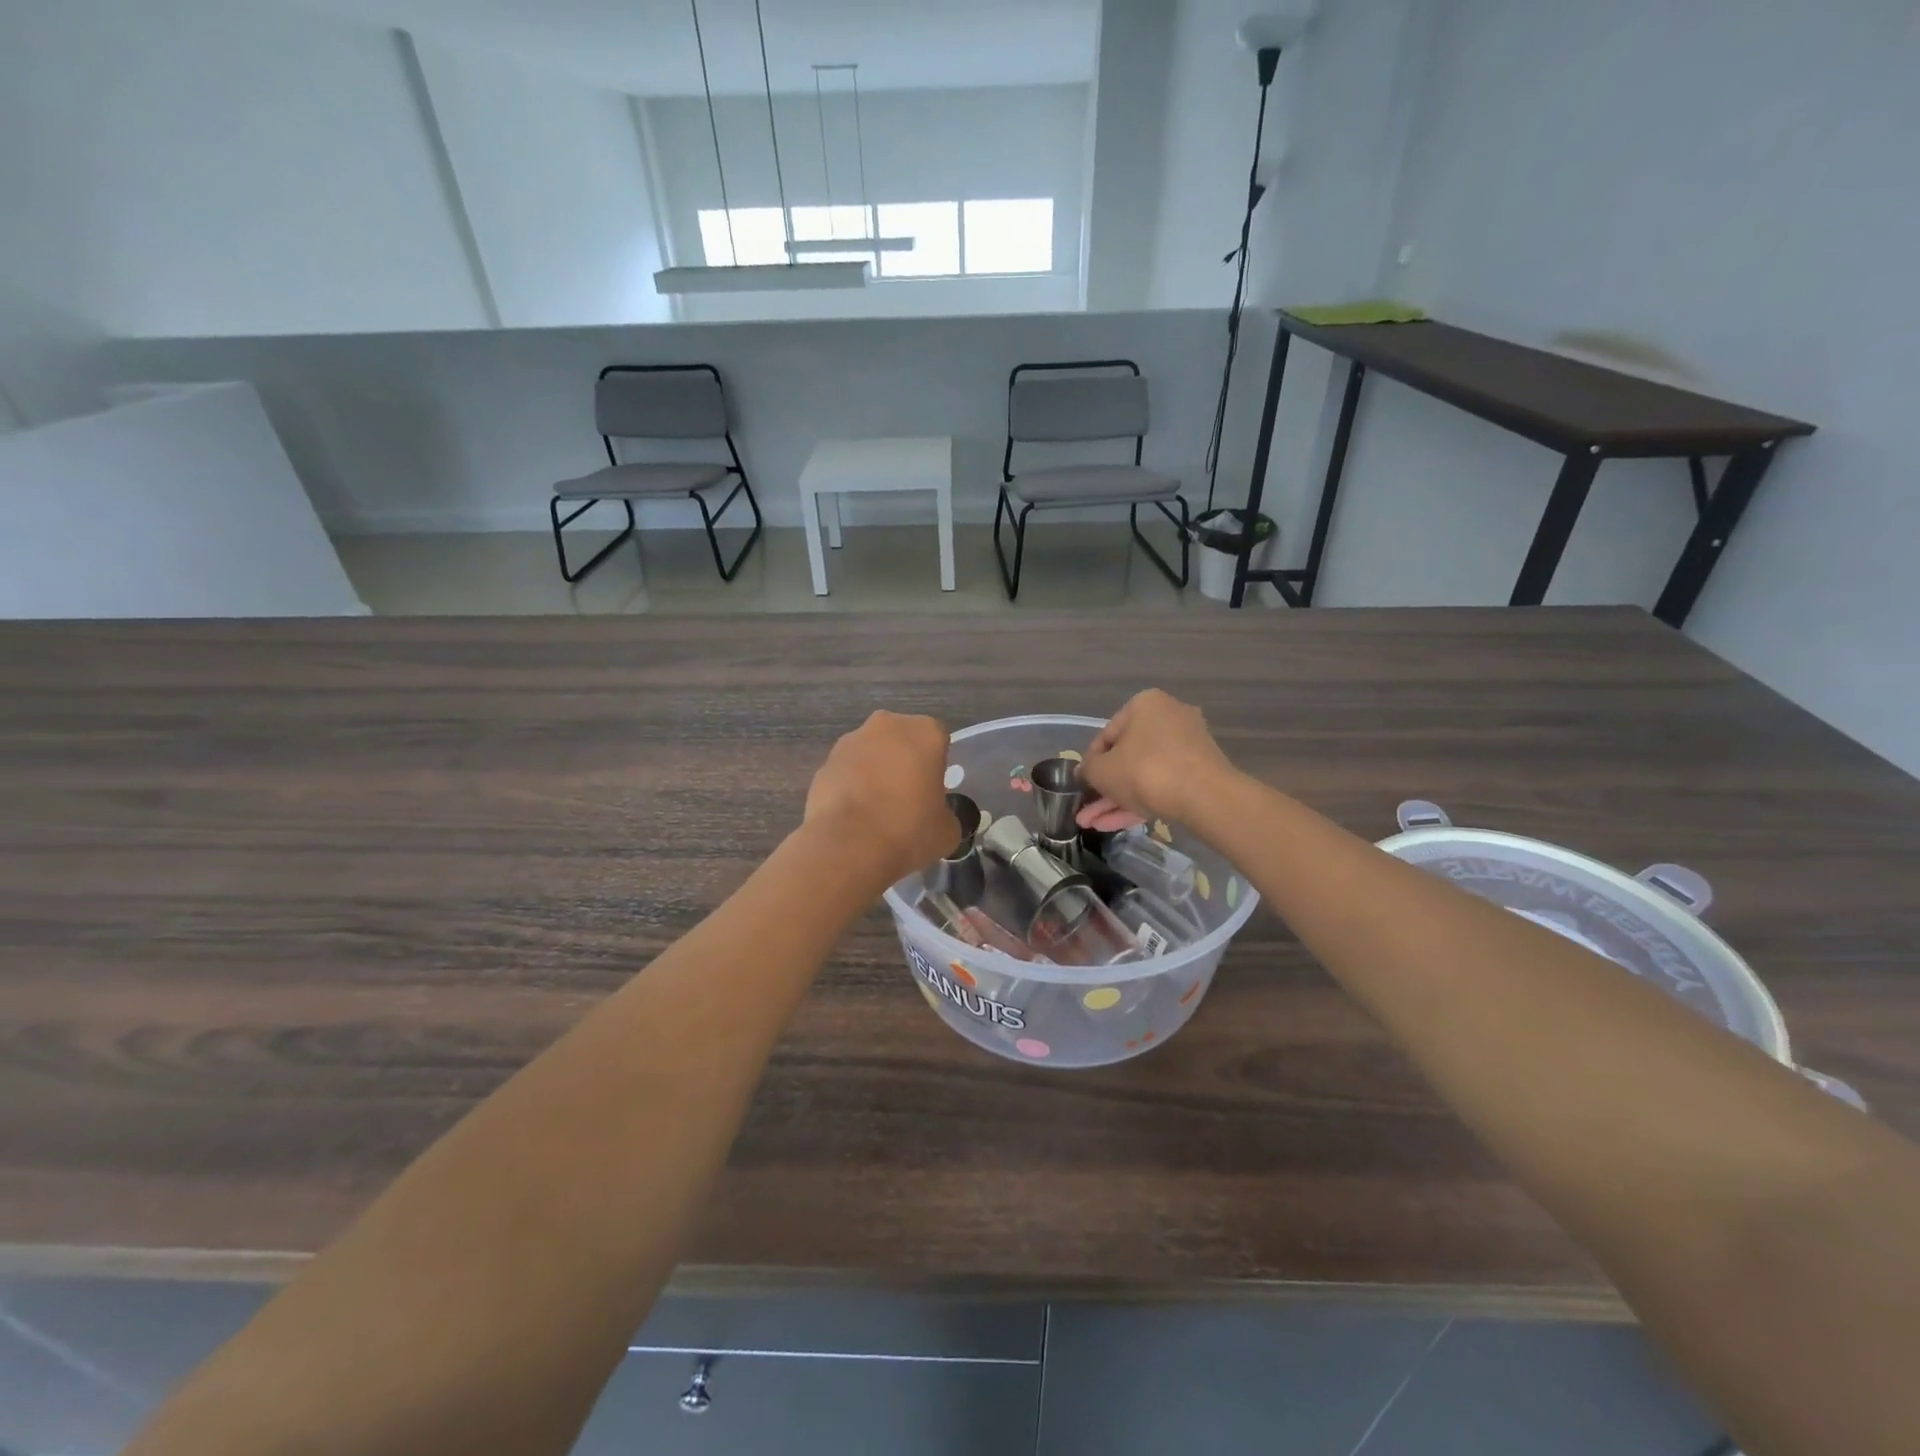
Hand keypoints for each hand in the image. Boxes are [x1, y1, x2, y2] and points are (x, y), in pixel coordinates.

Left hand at [804, 711, 958, 889]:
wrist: (848, 846)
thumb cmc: (908, 830)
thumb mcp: (947, 830)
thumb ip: (945, 814)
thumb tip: (935, 817)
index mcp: (925, 732)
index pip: (939, 741)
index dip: (937, 767)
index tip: (933, 792)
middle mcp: (887, 725)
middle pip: (902, 740)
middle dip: (904, 762)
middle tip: (906, 798)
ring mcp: (851, 741)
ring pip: (871, 753)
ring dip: (875, 771)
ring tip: (876, 810)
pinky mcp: (824, 762)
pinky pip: (847, 772)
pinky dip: (851, 786)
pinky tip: (853, 816)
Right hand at [1078, 689, 1236, 827]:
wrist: (1204, 797)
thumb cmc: (1144, 770)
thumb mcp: (1102, 771)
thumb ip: (1088, 769)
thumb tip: (1085, 772)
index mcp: (1145, 705)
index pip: (1107, 734)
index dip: (1090, 762)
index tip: (1082, 784)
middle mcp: (1169, 718)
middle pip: (1127, 757)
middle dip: (1103, 788)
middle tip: (1085, 809)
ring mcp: (1187, 747)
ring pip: (1143, 775)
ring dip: (1116, 800)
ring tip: (1092, 825)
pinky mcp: (1199, 773)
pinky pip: (1162, 785)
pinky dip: (1139, 802)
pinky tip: (1113, 825)